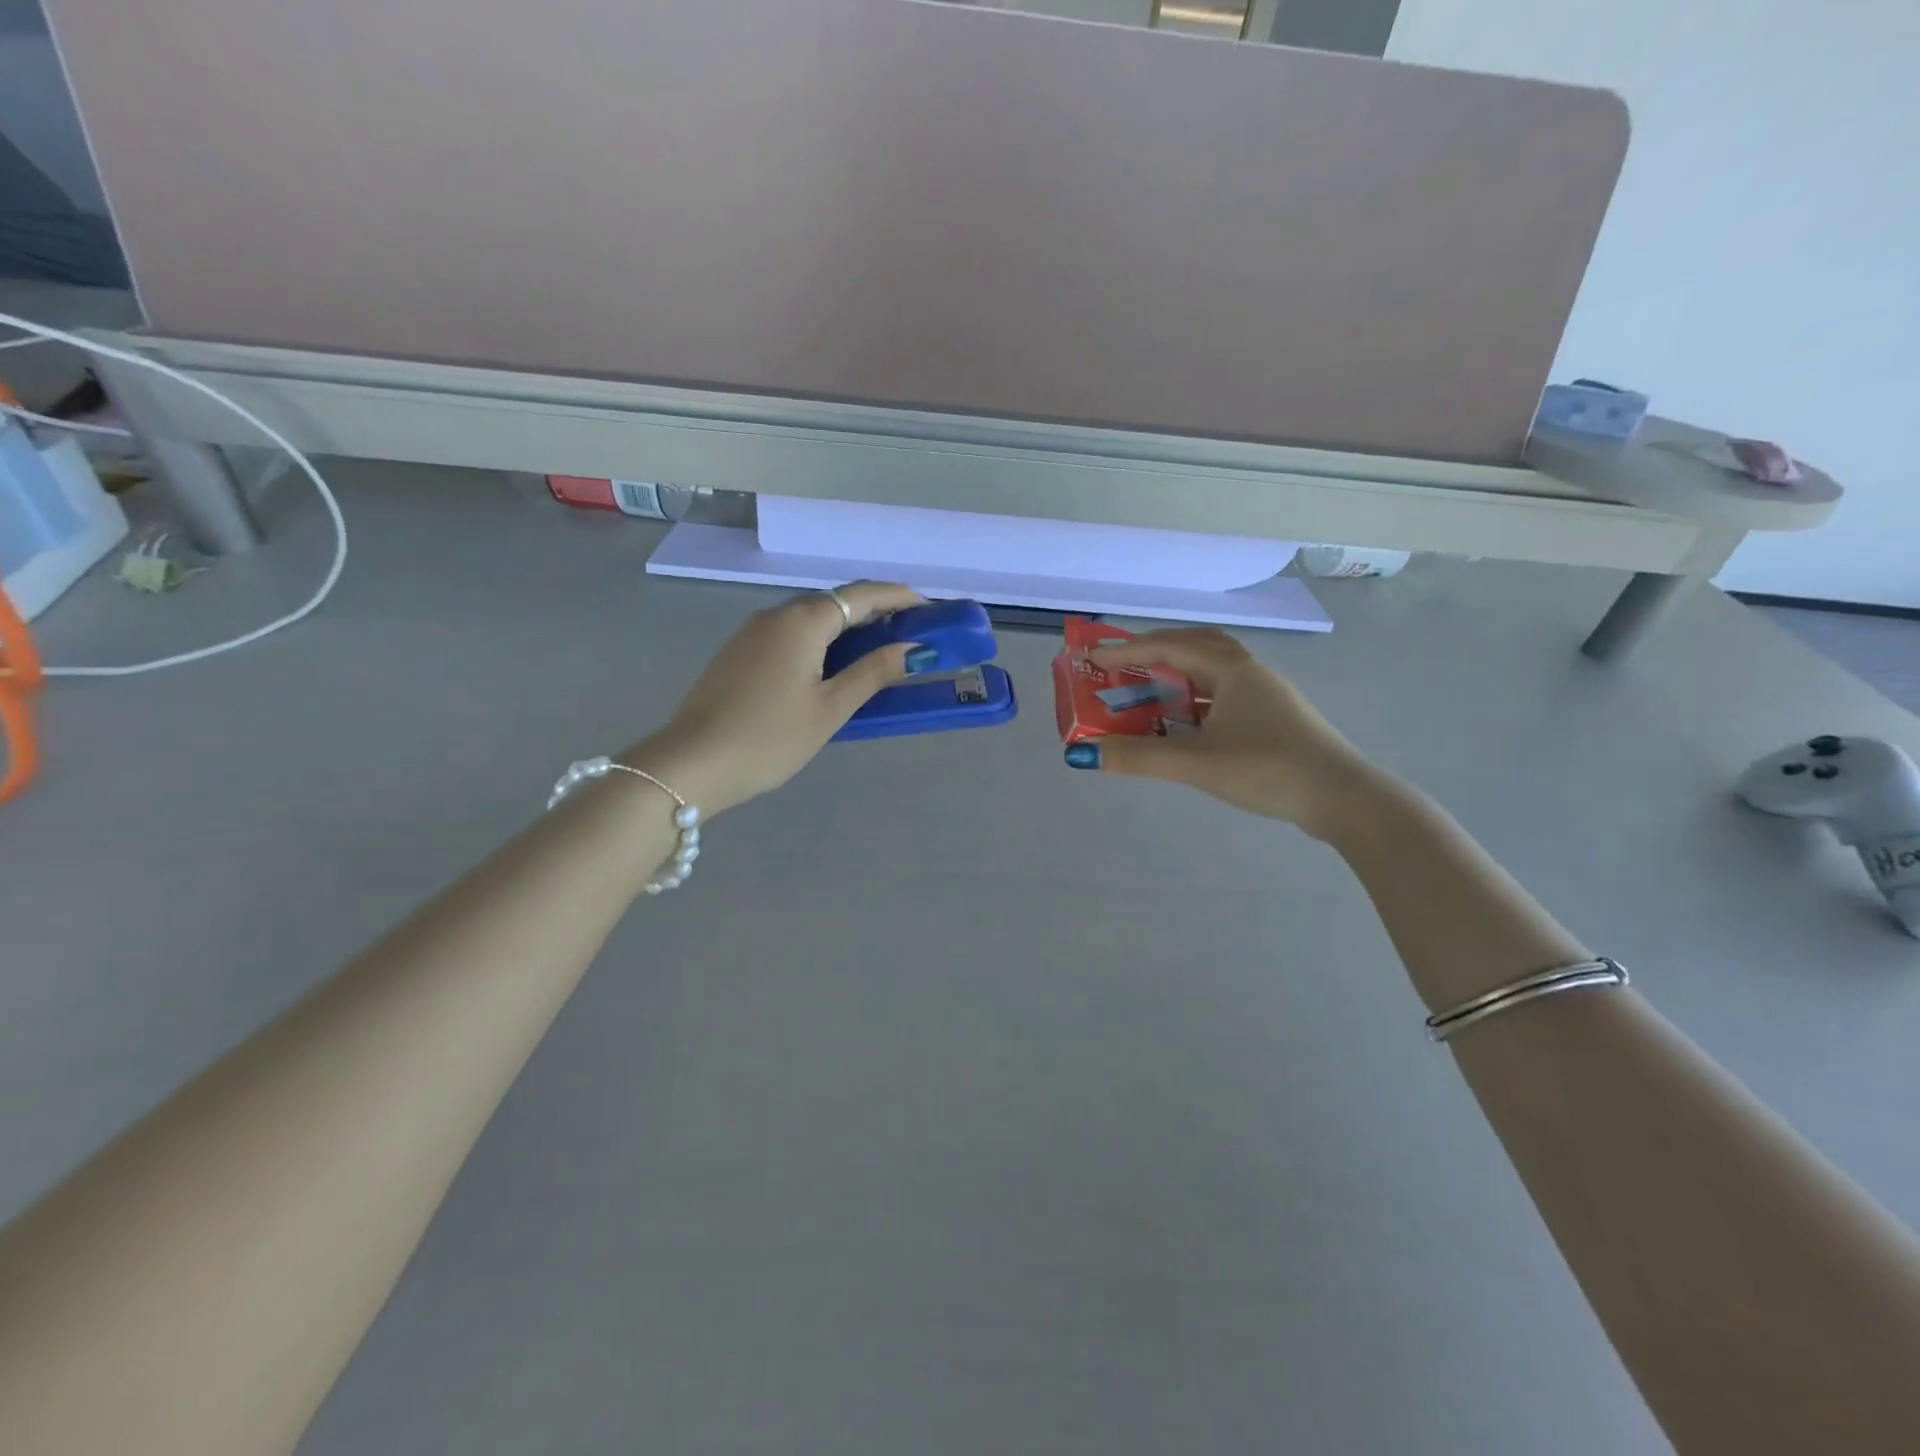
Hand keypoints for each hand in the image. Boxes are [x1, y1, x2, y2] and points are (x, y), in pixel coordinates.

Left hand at [623, 582, 926, 815]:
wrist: (692, 764)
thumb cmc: (769, 737)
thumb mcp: (830, 708)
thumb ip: (873, 673)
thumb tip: (913, 649)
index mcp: (802, 621)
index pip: (861, 595)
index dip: (898, 597)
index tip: (928, 609)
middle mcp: (776, 615)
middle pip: (835, 602)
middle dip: (874, 612)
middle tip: (908, 635)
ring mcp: (751, 633)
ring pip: (810, 619)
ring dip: (847, 628)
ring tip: (877, 652)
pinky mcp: (738, 654)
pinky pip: (790, 635)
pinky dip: (821, 641)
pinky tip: (831, 668)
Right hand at [1070, 627, 1376, 839]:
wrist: (1342, 798)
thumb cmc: (1267, 768)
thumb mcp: (1196, 762)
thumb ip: (1138, 756)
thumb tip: (1082, 753)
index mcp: (1231, 669)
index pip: (1169, 648)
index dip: (1128, 651)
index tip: (1093, 658)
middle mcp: (1248, 672)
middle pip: (1195, 646)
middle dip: (1155, 651)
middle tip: (1123, 665)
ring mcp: (1264, 695)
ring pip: (1211, 672)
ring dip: (1177, 675)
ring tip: (1147, 690)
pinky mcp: (1271, 720)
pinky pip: (1222, 695)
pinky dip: (1194, 700)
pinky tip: (1183, 723)